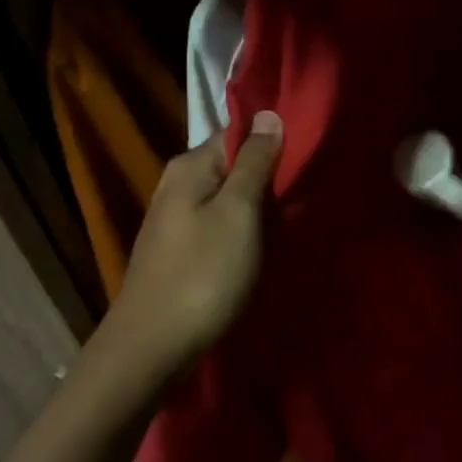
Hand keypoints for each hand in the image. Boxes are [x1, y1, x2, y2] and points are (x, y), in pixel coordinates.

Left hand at [104, 112, 282, 375]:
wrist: (152, 347)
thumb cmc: (203, 275)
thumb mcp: (238, 213)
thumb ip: (255, 163)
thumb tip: (269, 114)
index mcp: (189, 166)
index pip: (238, 133)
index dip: (274, 141)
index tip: (308, 157)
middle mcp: (176, 183)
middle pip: (232, 165)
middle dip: (268, 176)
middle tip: (305, 193)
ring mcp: (173, 218)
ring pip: (226, 197)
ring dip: (256, 206)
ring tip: (290, 220)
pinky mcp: (177, 249)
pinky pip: (217, 224)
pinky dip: (241, 230)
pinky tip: (260, 246)